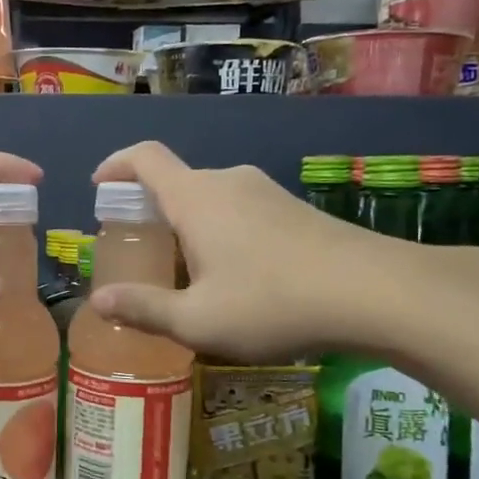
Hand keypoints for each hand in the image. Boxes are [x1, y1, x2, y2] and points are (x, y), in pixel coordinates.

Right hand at [88, 141, 409, 361]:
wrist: (379, 293)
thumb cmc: (273, 302)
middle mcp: (228, 183)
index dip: (116, 165)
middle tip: (139, 249)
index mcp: (195, 198)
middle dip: (149, 209)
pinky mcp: (296, 210)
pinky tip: (234, 277)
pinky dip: (219, 232)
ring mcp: (267, 193)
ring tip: (184, 273)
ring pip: (210, 199)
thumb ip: (144, 309)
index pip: (144, 158)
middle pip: (176, 182)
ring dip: (187, 225)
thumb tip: (98, 301)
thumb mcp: (197, 320)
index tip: (99, 186)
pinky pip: (240, 211)